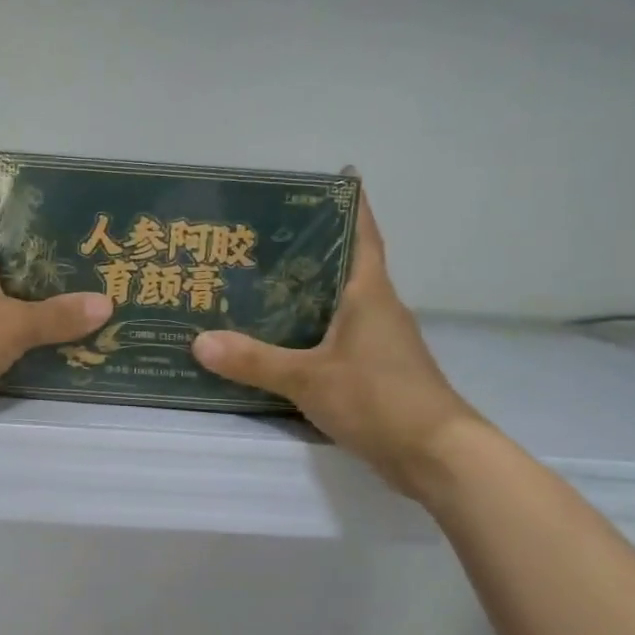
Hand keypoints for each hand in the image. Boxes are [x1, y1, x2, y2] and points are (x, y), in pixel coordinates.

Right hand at [191, 181, 479, 492]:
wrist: (436, 456)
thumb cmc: (380, 399)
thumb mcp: (309, 378)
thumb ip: (254, 361)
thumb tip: (199, 341)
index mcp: (369, 292)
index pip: (362, 232)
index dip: (349, 203)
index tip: (329, 178)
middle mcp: (377, 308)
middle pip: (342, 265)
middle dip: (307, 248)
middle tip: (257, 236)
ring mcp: (378, 342)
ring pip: (335, 303)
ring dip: (303, 291)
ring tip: (254, 283)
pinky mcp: (373, 371)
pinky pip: (334, 337)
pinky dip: (307, 331)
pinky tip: (275, 339)